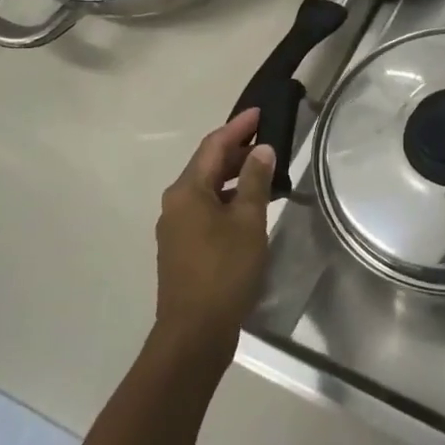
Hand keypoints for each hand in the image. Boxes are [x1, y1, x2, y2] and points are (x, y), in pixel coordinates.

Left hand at [153, 109, 274, 361]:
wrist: (194, 331)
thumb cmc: (224, 270)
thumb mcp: (248, 222)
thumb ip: (255, 182)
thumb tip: (261, 150)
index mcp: (187, 191)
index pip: (214, 146)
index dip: (238, 127)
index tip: (260, 112)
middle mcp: (175, 203)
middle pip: (208, 166)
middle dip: (237, 151)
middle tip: (269, 140)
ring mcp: (176, 227)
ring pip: (208, 189)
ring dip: (234, 177)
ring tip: (265, 171)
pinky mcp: (182, 248)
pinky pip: (206, 210)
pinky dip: (228, 200)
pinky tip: (250, 207)